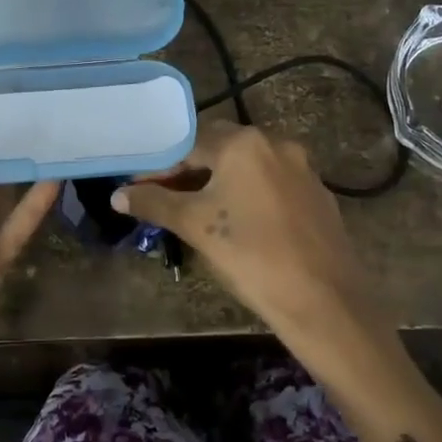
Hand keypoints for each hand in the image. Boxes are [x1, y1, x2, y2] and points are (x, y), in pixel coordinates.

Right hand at [112, 120, 385, 349]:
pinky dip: (248, 195)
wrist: (324, 299)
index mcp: (244, 143)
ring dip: (218, 183)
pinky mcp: (317, 194)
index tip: (138, 188)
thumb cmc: (251, 256)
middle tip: (162, 199)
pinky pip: (271, 185)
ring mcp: (302, 168)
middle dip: (188, 171)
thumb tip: (117, 195)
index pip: (188, 142)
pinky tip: (239, 224)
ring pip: (247, 167)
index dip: (159, 165)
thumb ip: (155, 204)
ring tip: (195, 213)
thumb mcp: (196, 226)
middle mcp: (276, 144)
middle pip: (219, 149)